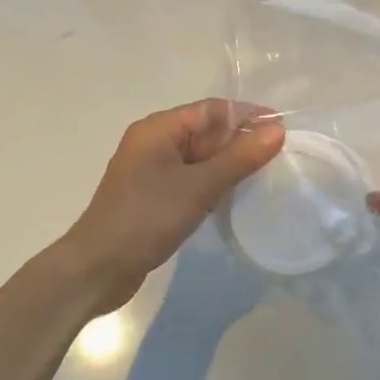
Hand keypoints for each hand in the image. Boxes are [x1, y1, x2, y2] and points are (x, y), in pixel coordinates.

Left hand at [51, 99, 283, 314]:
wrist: (97, 270)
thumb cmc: (146, 219)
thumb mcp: (198, 187)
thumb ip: (239, 158)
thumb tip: (277, 131)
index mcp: (159, 129)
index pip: (212, 109)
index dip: (248, 116)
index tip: (282, 129)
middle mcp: (154, 142)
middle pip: (206, 131)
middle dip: (240, 141)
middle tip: (279, 157)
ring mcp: (152, 170)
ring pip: (200, 157)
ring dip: (229, 164)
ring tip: (265, 176)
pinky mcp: (153, 195)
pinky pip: (191, 178)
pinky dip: (213, 182)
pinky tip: (234, 196)